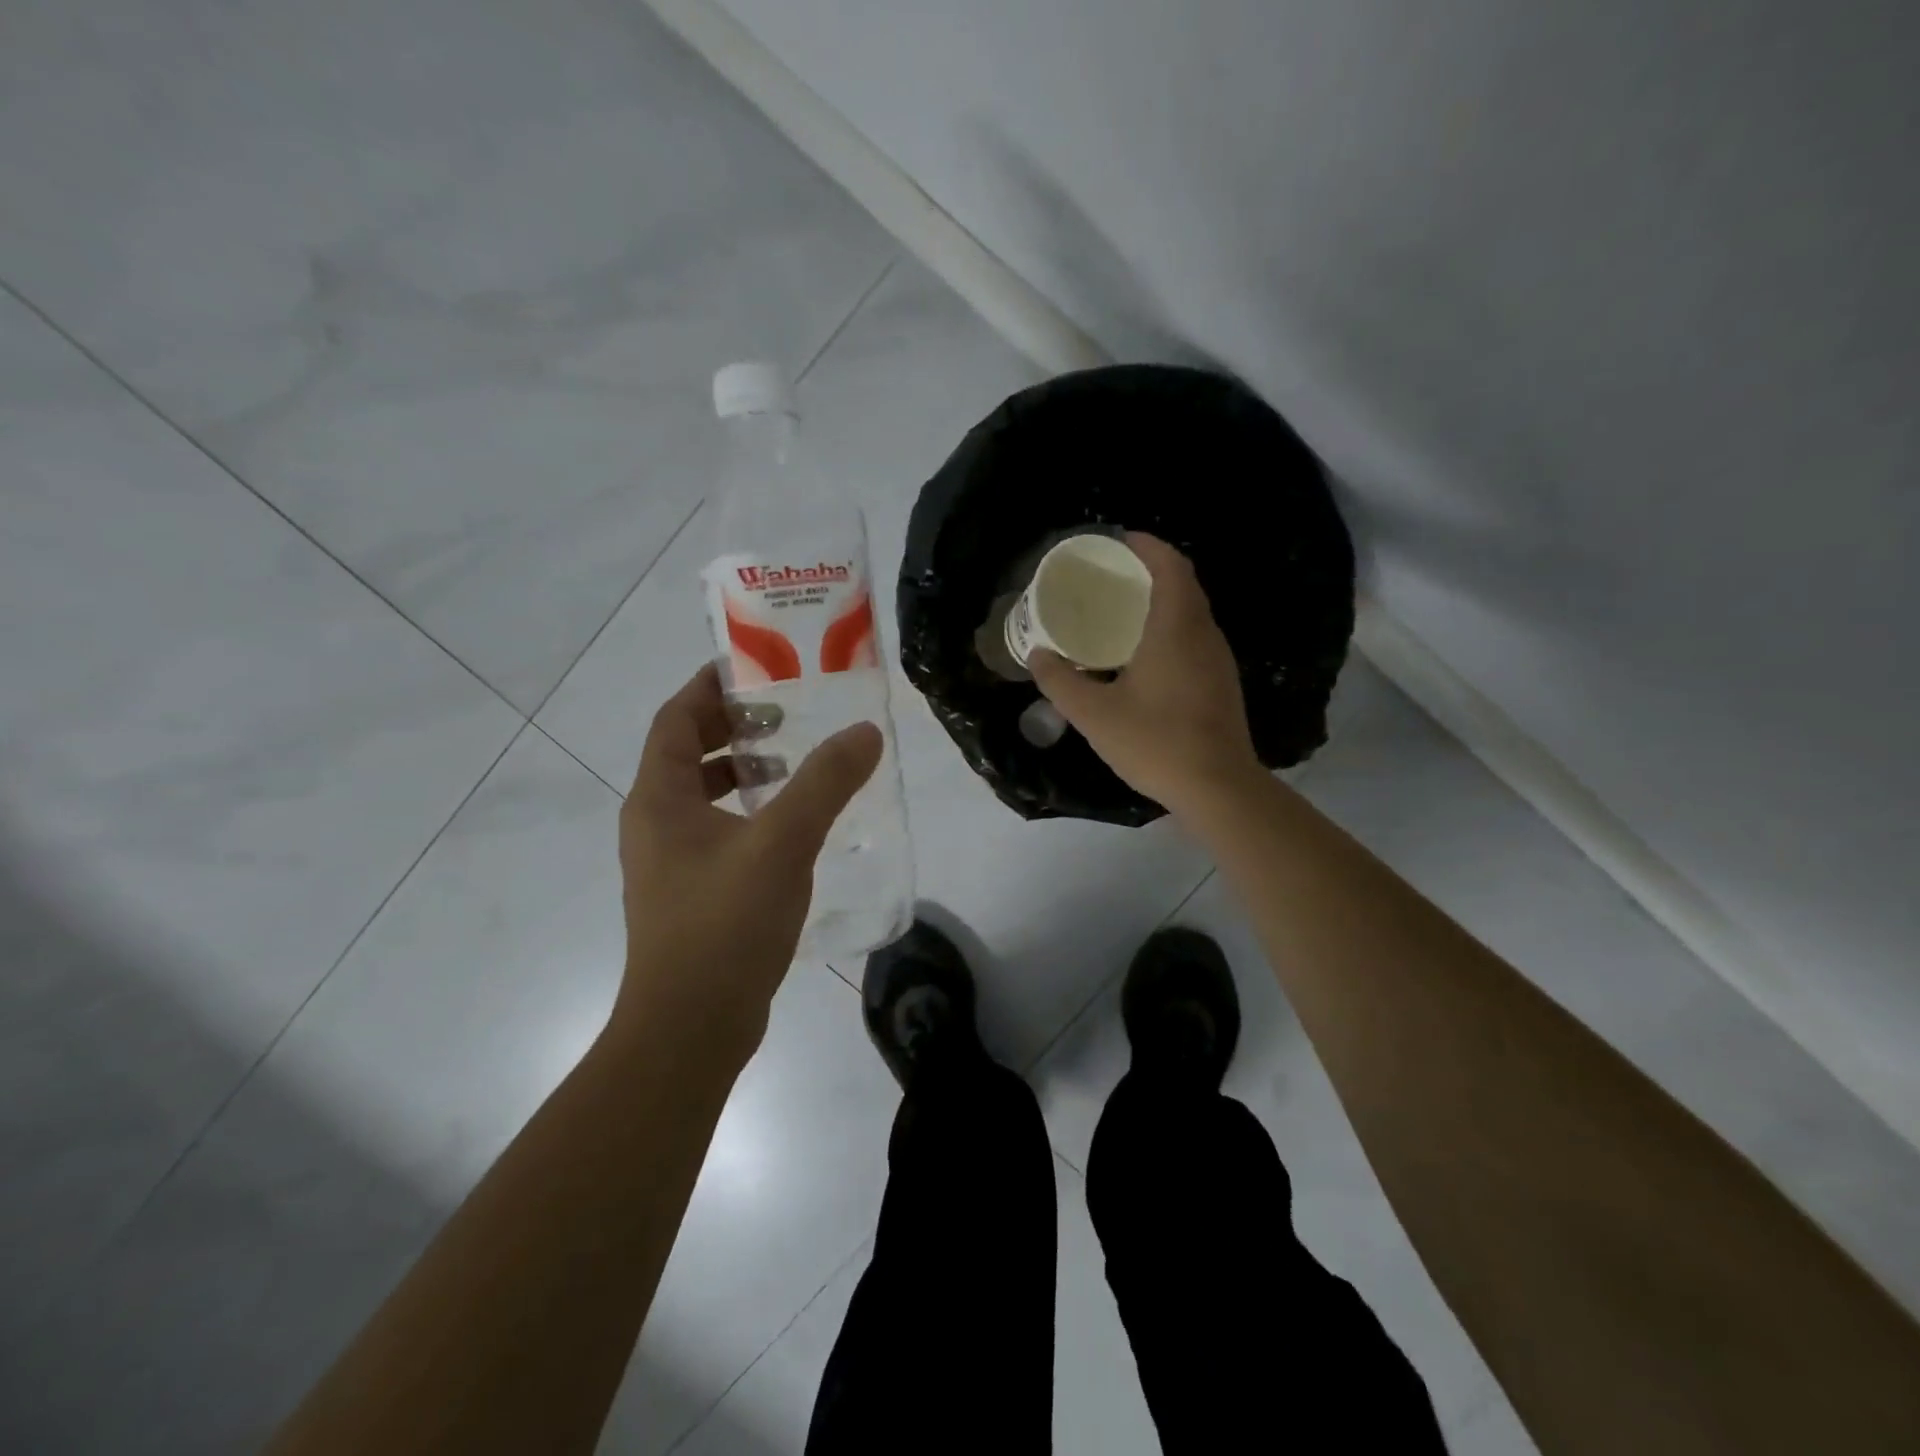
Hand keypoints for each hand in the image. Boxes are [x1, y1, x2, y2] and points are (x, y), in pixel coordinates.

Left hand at [615, 662, 880, 1056]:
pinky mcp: (691, 893)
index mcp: (659, 798)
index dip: (710, 686)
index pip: (675, 717)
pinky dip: (749, 811)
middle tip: (789, 713)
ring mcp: (670, 861)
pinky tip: (793, 825)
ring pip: (703, 794)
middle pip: (687, 751)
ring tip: (796, 762)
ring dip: (743, 770)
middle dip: (734, 726)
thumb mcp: (782, 843)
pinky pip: (717, 830)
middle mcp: (654, 822)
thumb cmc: (724, 925)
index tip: (756, 667)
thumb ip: (825, 783)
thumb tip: (865, 731)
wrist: (690, 1028)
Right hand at [1029, 533, 1261, 817]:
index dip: (1148, 546)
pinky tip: (1146, 655)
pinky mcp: (1222, 684)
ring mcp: (1218, 660)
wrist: (1217, 788)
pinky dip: (1172, 629)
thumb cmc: (1155, 742)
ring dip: (1163, 601)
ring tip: (1124, 610)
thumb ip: (1060, 682)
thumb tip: (1037, 655)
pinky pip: (1196, 639)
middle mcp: (1204, 635)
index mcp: (1176, 628)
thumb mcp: (1094, 714)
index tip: (1120, 540)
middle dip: (1151, 571)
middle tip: (1113, 576)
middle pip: (1184, 585)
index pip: (1171, 566)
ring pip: (1192, 614)